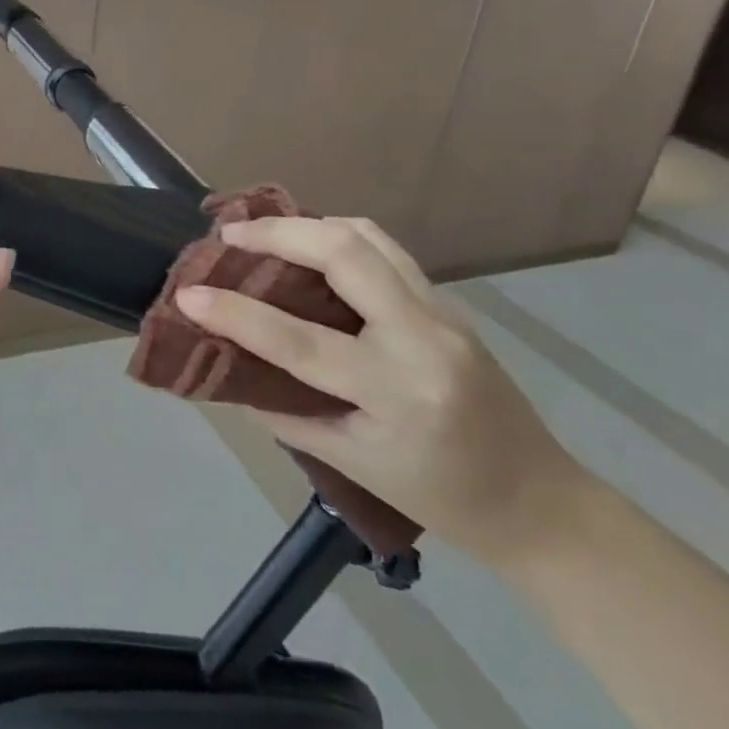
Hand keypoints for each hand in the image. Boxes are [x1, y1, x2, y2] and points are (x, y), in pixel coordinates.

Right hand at [176, 217, 590, 569]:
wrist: (541, 503)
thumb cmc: (440, 498)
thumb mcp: (350, 463)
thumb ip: (285, 411)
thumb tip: (228, 369)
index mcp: (396, 391)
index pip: (300, 341)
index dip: (235, 313)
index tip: (188, 293)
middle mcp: (423, 337)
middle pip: (346, 253)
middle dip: (279, 233)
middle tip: (229, 236)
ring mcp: (444, 313)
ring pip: (370, 238)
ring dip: (310, 225)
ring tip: (265, 233)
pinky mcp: (449, 304)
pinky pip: (388, 252)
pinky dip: (341, 238)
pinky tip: (312, 251)